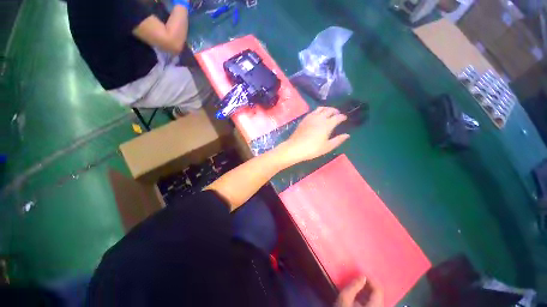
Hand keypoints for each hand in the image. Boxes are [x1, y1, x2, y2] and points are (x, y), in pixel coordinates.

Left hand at [280, 107, 349, 163]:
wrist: (295, 147)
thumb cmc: (313, 149)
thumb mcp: (327, 147)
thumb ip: (338, 140)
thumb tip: (347, 135)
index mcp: (327, 124)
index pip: (337, 117)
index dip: (342, 117)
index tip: (345, 118)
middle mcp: (320, 118)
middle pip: (329, 110)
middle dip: (335, 111)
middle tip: (338, 114)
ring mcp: (311, 117)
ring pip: (321, 108)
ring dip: (327, 109)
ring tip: (329, 112)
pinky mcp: (304, 119)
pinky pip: (313, 111)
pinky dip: (318, 111)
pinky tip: (318, 115)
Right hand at [335, 276, 383, 306]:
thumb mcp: (344, 299)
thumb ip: (353, 286)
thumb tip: (362, 276)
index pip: (379, 290)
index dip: (371, 279)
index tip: (361, 273)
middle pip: (379, 296)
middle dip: (369, 286)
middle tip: (359, 280)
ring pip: (378, 301)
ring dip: (369, 293)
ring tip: (359, 287)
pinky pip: (375, 305)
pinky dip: (369, 300)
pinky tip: (360, 298)